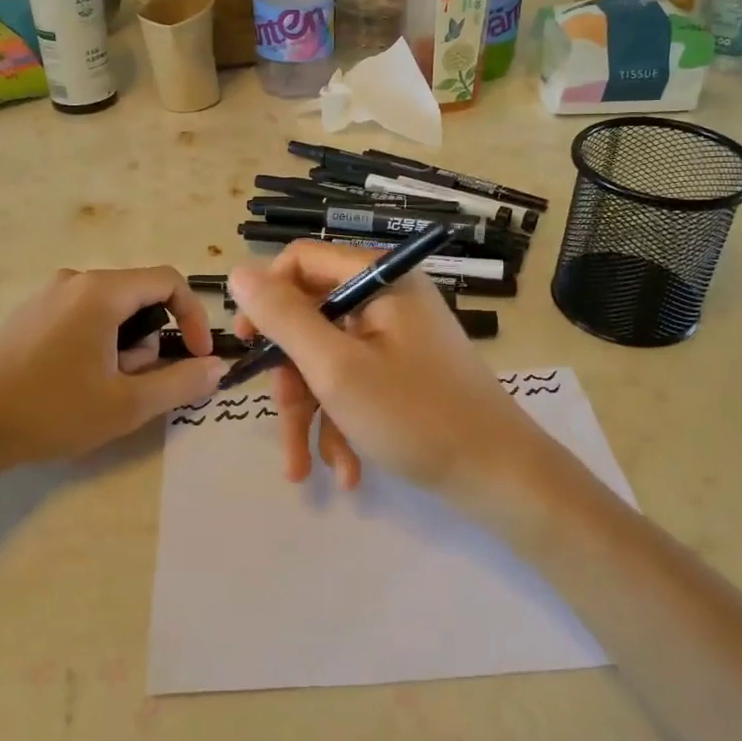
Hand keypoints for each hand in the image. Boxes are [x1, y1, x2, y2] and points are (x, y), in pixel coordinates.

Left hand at [0, 267, 224, 512]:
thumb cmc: (51, 411)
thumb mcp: (127, 404)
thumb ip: (181, 382)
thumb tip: (218, 367)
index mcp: (101, 291)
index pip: (169, 280)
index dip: (193, 316)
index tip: (196, 356)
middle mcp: (74, 281)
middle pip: (138, 297)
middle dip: (149, 340)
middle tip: (133, 385)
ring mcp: (46, 296)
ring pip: (109, 310)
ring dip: (122, 346)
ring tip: (99, 389)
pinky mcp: (28, 315)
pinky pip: (81, 317)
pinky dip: (96, 344)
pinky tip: (72, 384)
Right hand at [228, 242, 549, 508]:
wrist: (502, 478)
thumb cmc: (416, 416)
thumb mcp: (336, 368)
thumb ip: (284, 318)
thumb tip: (238, 272)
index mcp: (380, 278)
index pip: (300, 262)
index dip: (266, 299)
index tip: (247, 345)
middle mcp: (390, 297)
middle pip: (312, 321)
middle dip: (294, 380)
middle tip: (286, 423)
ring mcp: (400, 337)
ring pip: (330, 362)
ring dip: (314, 415)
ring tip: (306, 470)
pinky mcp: (406, 372)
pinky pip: (357, 384)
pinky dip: (344, 423)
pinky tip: (348, 471)